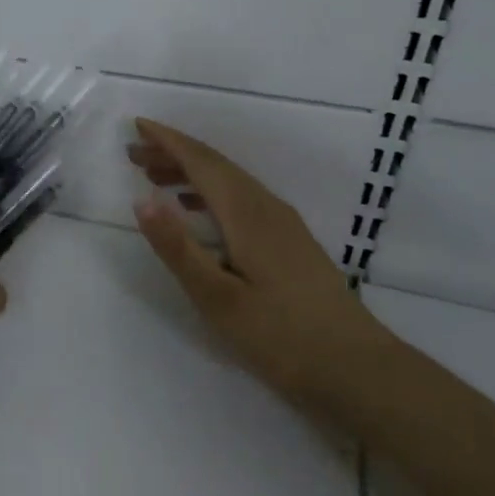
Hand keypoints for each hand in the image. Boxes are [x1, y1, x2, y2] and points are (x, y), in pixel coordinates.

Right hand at [129, 118, 394, 408]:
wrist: (360, 370)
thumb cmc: (281, 337)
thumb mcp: (217, 298)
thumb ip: (177, 247)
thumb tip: (141, 199)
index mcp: (247, 214)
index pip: (201, 162)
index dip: (167, 141)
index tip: (136, 125)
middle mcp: (266, 208)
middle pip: (215, 166)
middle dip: (173, 153)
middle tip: (134, 154)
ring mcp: (283, 224)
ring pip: (230, 182)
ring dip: (191, 173)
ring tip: (156, 178)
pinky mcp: (291, 242)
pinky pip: (242, 198)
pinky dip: (211, 193)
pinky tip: (199, 211)